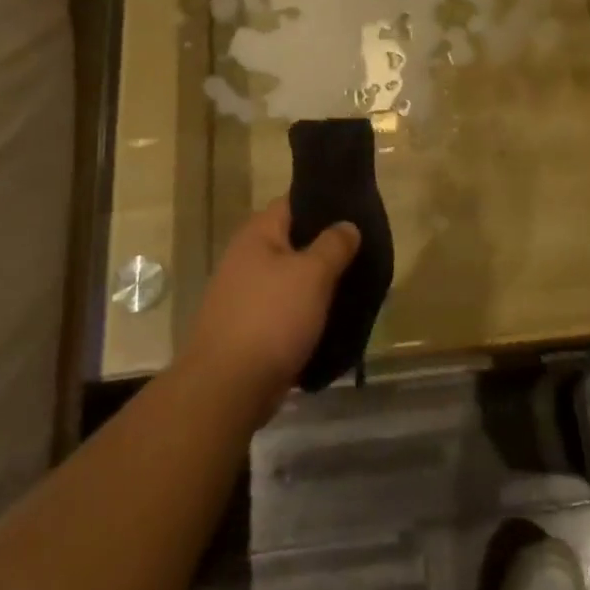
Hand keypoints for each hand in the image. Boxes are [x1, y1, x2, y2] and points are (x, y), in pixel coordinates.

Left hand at [183, 198, 359, 420]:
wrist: (227, 388)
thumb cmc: (272, 318)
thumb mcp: (312, 274)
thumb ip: (334, 245)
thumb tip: (347, 225)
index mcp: (257, 234)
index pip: (293, 202)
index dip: (324, 204)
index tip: (355, 212)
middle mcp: (245, 258)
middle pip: (292, 241)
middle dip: (325, 247)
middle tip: (361, 252)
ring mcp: (243, 294)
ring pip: (289, 279)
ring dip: (317, 284)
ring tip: (353, 286)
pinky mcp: (247, 327)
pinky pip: (283, 309)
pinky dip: (305, 312)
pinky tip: (331, 320)